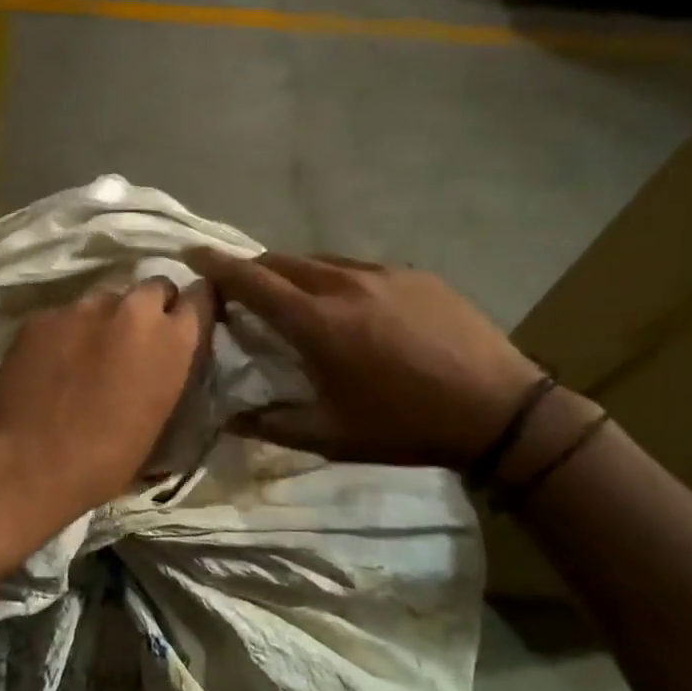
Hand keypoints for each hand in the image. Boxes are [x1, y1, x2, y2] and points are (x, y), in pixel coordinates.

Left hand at [0, 277, 212, 525]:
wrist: (31, 464)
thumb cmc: (108, 458)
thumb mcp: (160, 416)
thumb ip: (169, 370)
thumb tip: (164, 357)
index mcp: (172, 340)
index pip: (199, 297)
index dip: (193, 308)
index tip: (184, 321)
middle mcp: (133, 310)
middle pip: (153, 287)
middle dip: (150, 307)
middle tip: (135, 338)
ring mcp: (84, 308)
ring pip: (105, 299)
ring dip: (105, 319)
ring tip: (88, 351)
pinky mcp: (43, 315)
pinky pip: (64, 315)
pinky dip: (65, 332)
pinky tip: (52, 361)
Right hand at [187, 249, 541, 469]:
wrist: (499, 410)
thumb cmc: (406, 426)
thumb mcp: (333, 437)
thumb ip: (273, 425)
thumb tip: (228, 420)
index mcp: (317, 323)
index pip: (252, 281)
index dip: (217, 265)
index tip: (192, 253)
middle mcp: (343, 285)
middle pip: (282, 261)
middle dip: (253, 269)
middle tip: (242, 288)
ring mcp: (382, 274)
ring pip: (320, 260)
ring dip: (295, 273)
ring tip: (294, 297)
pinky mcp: (414, 274)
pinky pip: (358, 267)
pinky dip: (336, 278)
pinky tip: (351, 305)